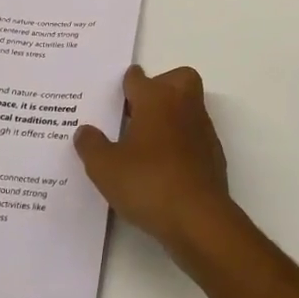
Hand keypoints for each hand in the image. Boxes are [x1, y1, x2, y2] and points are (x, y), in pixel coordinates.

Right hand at [75, 65, 247, 268]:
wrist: (199, 219)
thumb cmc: (148, 183)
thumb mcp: (105, 168)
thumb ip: (91, 145)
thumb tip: (85, 131)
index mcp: (156, 99)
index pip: (138, 78)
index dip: (125, 84)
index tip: (114, 97)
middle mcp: (183, 106)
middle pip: (177, 78)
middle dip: (160, 85)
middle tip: (137, 110)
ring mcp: (203, 129)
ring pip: (188, 106)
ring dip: (171, 115)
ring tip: (145, 142)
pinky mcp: (214, 154)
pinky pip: (194, 135)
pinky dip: (181, 141)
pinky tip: (163, 165)